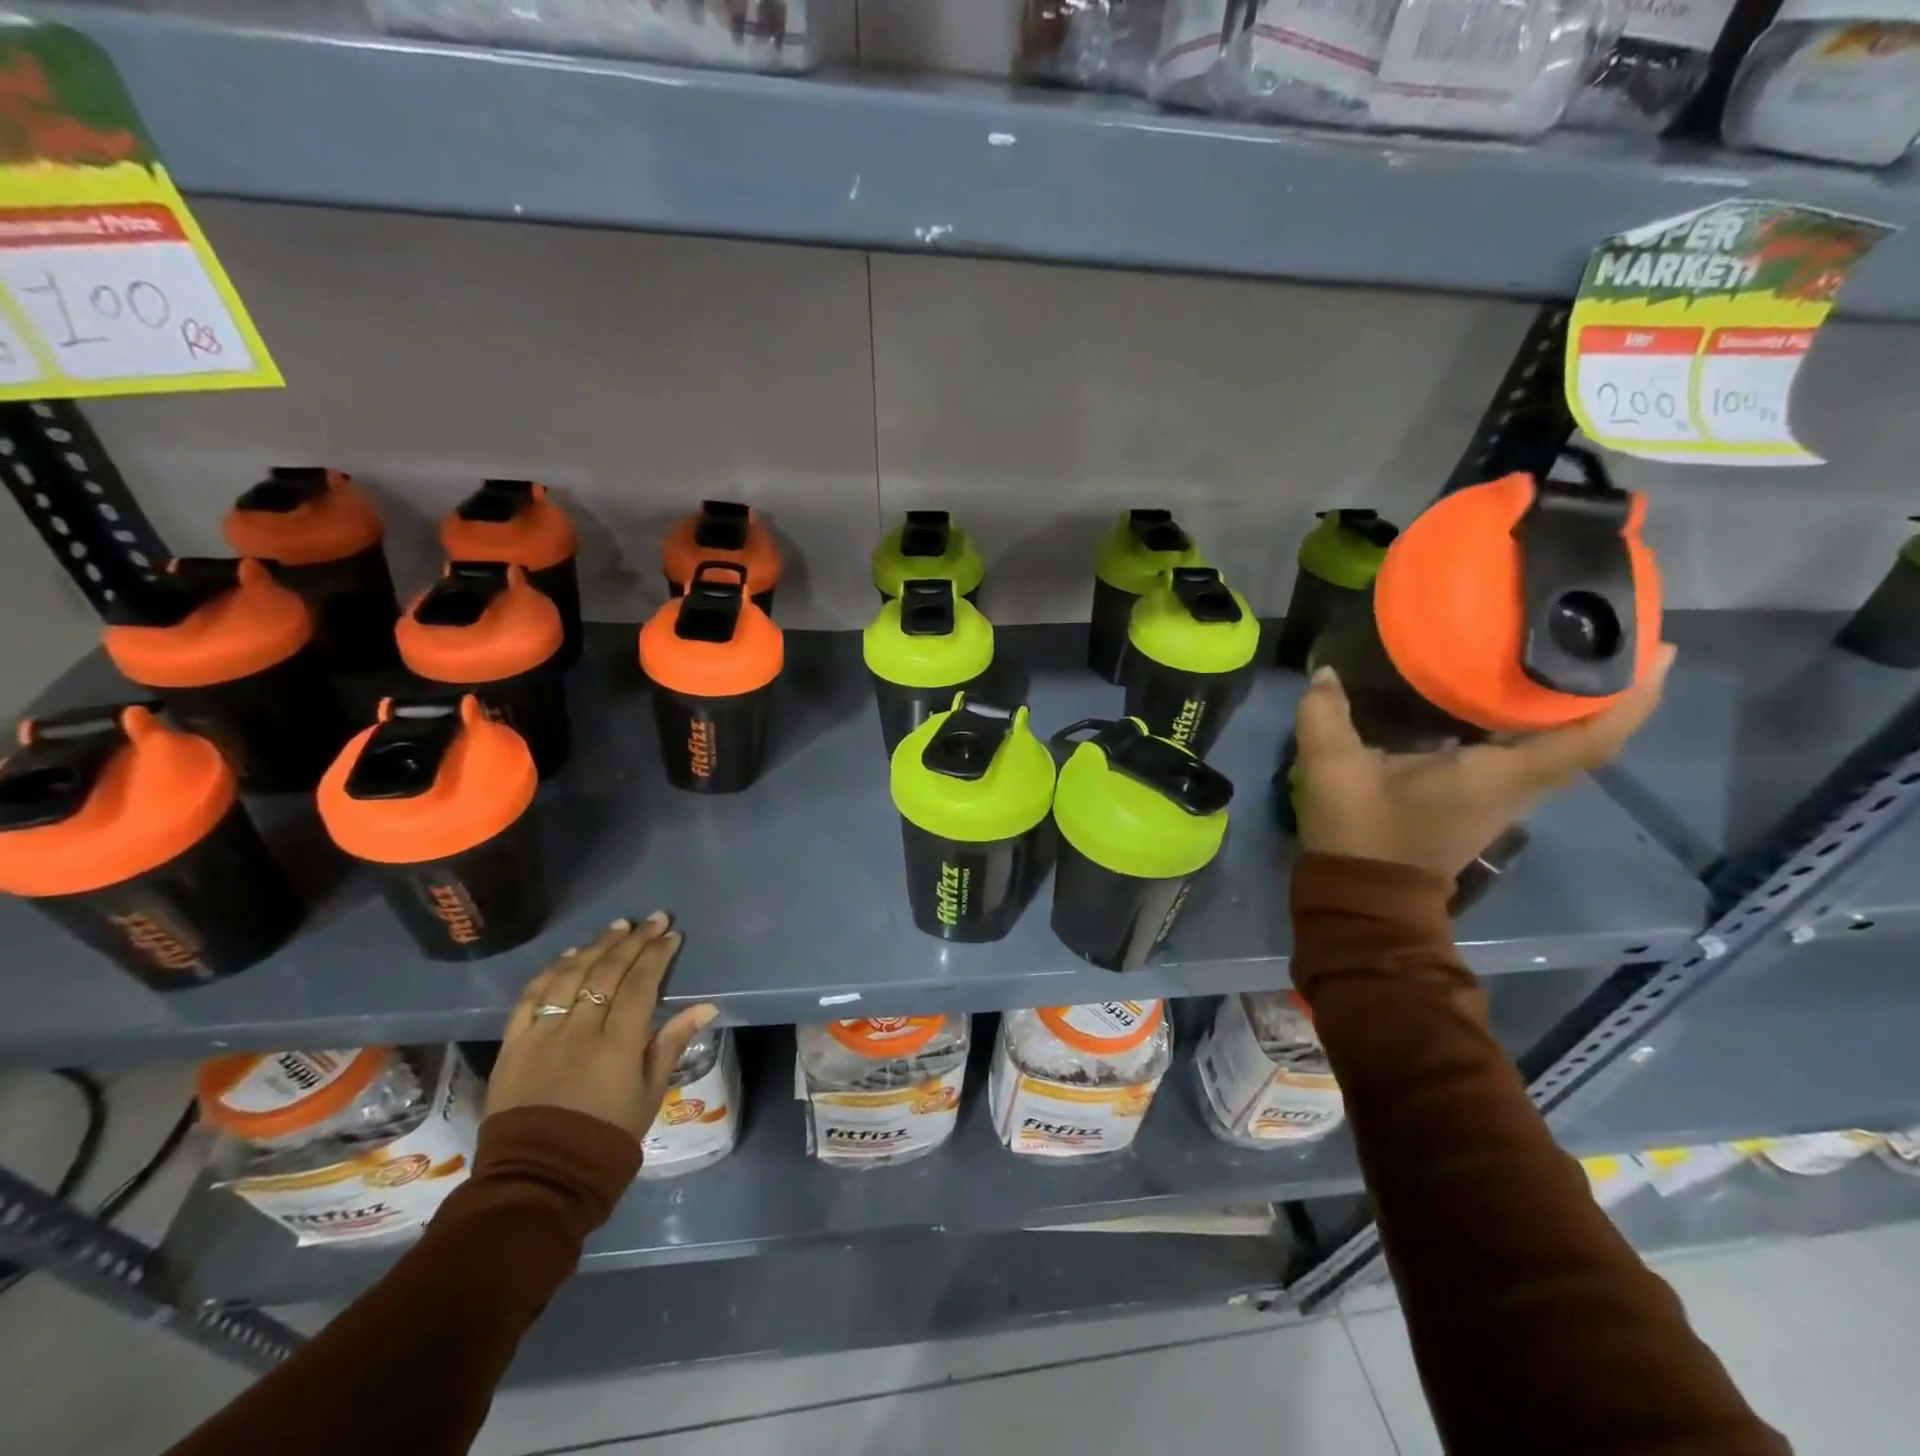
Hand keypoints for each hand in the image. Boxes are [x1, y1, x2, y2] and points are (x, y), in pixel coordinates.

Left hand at [488, 914, 718, 1143]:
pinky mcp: (513, 1044)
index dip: (657, 955)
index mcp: (617, 1043)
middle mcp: (579, 1029)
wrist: (540, 1178)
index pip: (640, 984)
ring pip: (570, 976)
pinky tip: (569, 956)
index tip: (672, 935)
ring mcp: (542, 1034)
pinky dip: (551, 971)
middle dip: (633, 941)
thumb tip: (705, 1006)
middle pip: (607, 971)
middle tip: (652, 919)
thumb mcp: (650, 1094)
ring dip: (596, 946)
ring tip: (617, 927)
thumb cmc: (607, 1137)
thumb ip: (672, 1043)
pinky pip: (531, 997)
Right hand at [1292, 645, 1675, 880]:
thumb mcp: (1332, 770)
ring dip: (1580, 707)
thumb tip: (1325, 673)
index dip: (1629, 697)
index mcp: (1495, 777)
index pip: (1589, 740)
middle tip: (1614, 632)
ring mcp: (1503, 798)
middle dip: (1615, 689)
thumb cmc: (1361, 834)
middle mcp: (1516, 787)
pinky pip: (1534, 755)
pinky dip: (1543, 724)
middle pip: (1591, 739)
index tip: (1657, 650)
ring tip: (1569, 654)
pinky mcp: (1484, 801)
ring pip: (1565, 748)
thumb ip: (1325, 716)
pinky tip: (1511, 696)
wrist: (1364, 896)